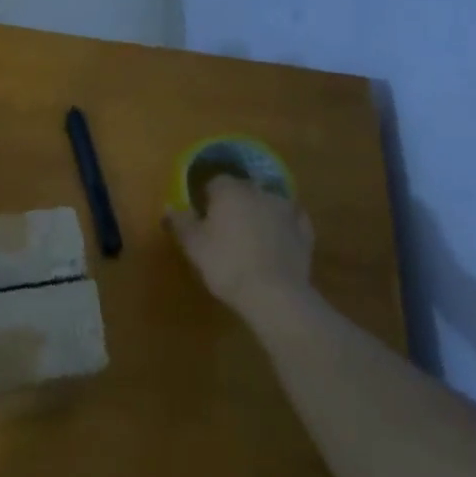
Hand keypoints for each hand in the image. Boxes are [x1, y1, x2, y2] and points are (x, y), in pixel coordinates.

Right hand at [167, 176, 315, 329]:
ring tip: (250, 234)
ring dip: (259, 211)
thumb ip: (180, 222)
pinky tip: (276, 239)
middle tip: (223, 225)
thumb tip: (170, 207)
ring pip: (267, 202)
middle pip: (242, 188)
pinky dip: (282, 225)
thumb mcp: (193, 245)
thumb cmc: (226, 264)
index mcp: (230, 190)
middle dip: (233, 201)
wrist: (275, 295)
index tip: (200, 213)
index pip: (214, 181)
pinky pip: (290, 219)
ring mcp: (286, 209)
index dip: (205, 196)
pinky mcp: (305, 230)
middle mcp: (259, 191)